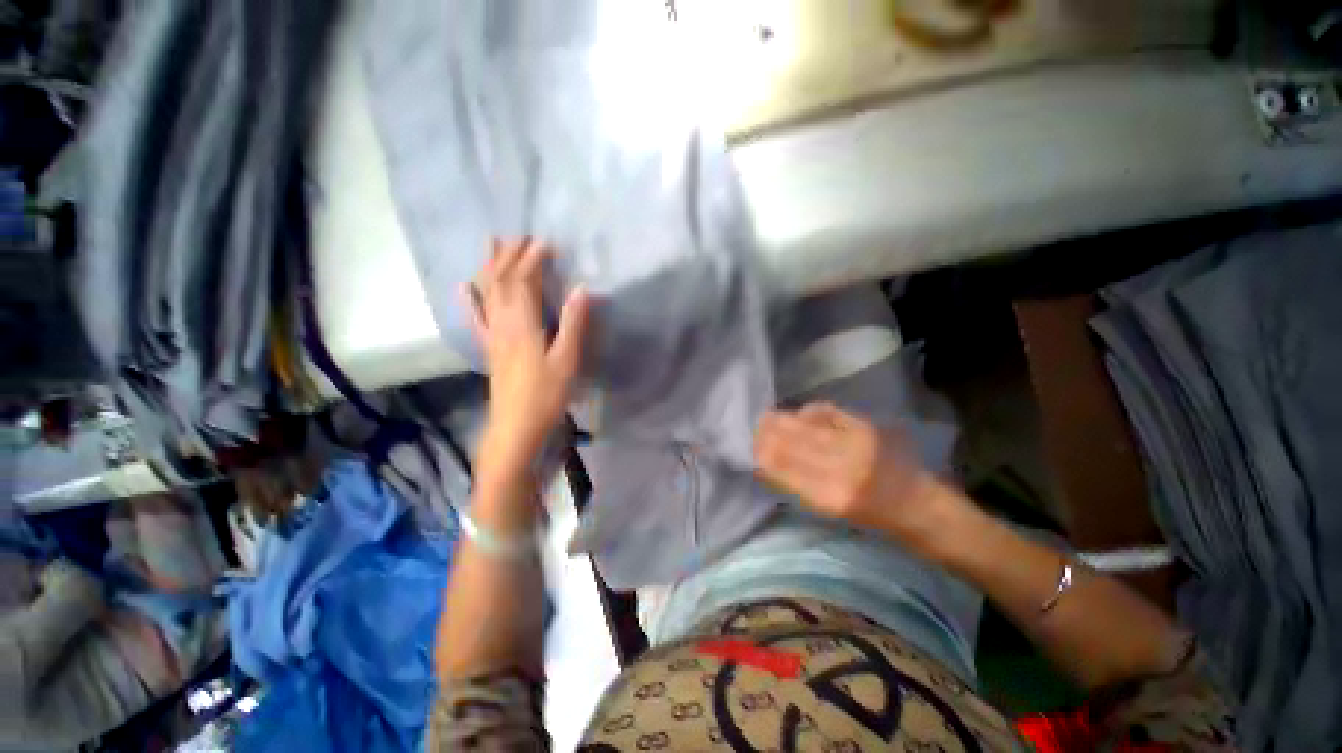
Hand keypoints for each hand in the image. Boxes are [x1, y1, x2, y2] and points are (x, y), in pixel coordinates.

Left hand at [464, 239, 589, 481]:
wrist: (515, 426)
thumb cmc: (546, 394)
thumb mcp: (567, 360)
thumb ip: (574, 324)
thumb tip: (582, 289)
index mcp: (523, 324)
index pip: (523, 281)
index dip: (532, 259)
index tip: (545, 243)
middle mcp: (502, 323)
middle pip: (500, 281)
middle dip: (510, 256)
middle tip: (519, 236)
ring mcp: (492, 336)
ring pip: (486, 293)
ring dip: (489, 267)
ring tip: (492, 245)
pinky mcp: (490, 349)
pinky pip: (476, 318)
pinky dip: (470, 300)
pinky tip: (465, 288)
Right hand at [754, 402, 965, 551]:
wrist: (920, 505)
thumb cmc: (872, 518)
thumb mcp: (831, 511)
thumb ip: (797, 486)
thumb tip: (764, 464)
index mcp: (831, 497)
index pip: (784, 469)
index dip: (762, 456)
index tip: (748, 448)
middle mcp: (843, 468)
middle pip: (793, 443)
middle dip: (768, 434)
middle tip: (753, 427)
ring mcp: (857, 444)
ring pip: (807, 426)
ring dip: (783, 420)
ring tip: (767, 418)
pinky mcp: (868, 427)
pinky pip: (828, 413)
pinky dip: (809, 412)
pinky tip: (800, 413)